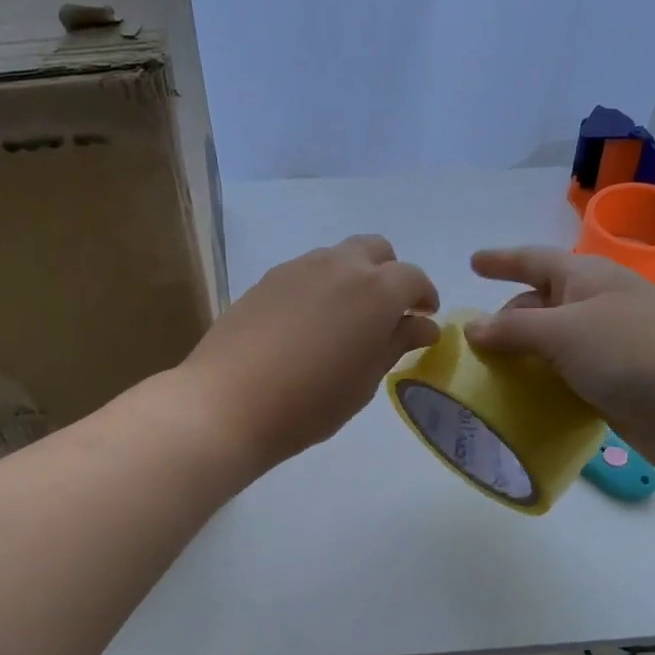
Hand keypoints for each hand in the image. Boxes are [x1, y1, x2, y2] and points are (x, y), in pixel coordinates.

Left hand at [180, 235, 438, 474]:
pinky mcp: (267, 280)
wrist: (229, 403)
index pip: (413, 277)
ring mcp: (299, 268)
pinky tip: (309, 323)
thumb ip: (395, 344)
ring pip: (338, 257)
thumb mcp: (364, 380)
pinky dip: (321, 286)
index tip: (424, 319)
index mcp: (376, 290)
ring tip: (346, 319)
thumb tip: (422, 324)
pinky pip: (307, 271)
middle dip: (389, 275)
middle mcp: (340, 266)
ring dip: (353, 277)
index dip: (424, 296)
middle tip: (387, 313)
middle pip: (376, 250)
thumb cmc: (310, 403)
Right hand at [464, 246, 654, 474]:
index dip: (502, 261)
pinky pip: (565, 377)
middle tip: (472, 341)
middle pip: (540, 303)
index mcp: (586, 279)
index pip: (534, 261)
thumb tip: (473, 328)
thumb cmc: (631, 352)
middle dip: (508, 317)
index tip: (472, 263)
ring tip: (486, 373)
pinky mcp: (613, 384)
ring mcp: (607, 347)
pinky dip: (541, 385)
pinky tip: (518, 401)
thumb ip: (514, 329)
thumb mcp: (563, 332)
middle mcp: (595, 307)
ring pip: (552, 344)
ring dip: (522, 356)